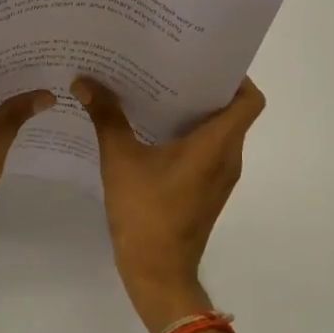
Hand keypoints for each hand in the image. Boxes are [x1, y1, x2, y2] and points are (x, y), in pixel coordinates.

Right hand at [74, 76, 265, 332]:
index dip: (236, 75)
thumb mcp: (120, 160)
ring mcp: (219, 176)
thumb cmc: (145, 213)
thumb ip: (106, 117)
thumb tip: (84, 81)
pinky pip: (206, 149)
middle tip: (170, 62)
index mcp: (217, 144)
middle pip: (232, 110)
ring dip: (194, 109)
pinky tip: (152, 125)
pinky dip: (188, 132)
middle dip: (205, 85)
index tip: (204, 58)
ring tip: (157, 87)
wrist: (157, 274)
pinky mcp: (206, 189)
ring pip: (218, 130)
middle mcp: (227, 156)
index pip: (249, 100)